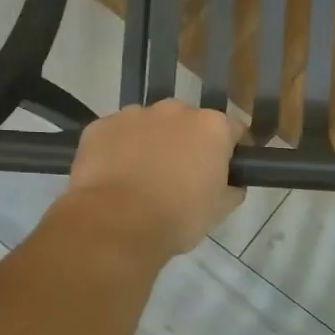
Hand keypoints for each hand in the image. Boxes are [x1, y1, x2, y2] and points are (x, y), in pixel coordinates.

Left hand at [64, 102, 242, 256]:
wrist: (116, 224)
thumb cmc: (179, 217)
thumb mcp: (221, 209)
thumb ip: (233, 187)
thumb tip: (231, 182)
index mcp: (212, 127)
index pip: (234, 130)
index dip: (233, 150)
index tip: (228, 170)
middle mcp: (176, 110)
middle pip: (190, 122)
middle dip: (189, 142)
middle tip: (184, 175)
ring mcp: (134, 114)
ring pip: (151, 125)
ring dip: (154, 142)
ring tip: (145, 177)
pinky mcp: (100, 126)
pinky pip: (118, 134)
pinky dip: (121, 149)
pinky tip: (117, 176)